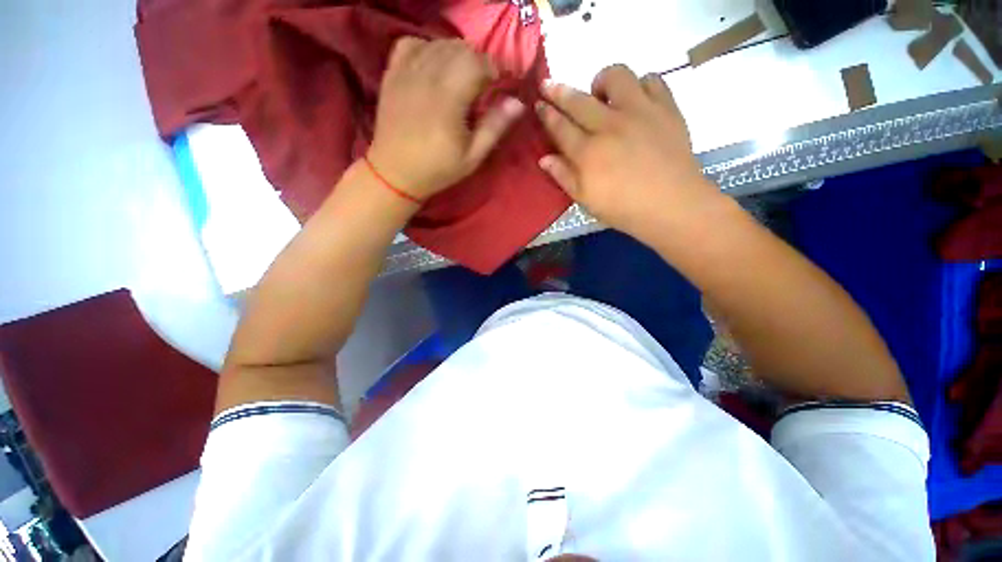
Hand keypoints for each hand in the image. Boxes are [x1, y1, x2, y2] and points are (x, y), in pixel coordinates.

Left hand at [367, 37, 524, 200]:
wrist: (395, 173)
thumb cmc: (438, 169)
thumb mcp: (472, 157)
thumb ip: (495, 127)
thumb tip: (518, 103)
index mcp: (449, 99)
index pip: (477, 63)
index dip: (494, 70)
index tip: (499, 86)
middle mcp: (427, 77)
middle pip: (460, 48)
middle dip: (478, 62)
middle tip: (482, 86)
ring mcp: (407, 72)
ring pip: (438, 43)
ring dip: (456, 55)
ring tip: (460, 78)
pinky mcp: (393, 73)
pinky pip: (412, 43)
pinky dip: (428, 48)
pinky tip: (434, 67)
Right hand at [536, 65, 723, 238]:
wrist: (672, 206)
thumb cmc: (623, 209)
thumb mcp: (586, 200)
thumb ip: (564, 177)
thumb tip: (544, 158)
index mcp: (588, 153)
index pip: (560, 127)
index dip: (547, 114)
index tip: (538, 103)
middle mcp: (610, 126)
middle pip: (578, 100)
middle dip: (558, 91)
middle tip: (549, 85)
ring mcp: (640, 112)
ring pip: (616, 76)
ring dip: (602, 82)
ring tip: (601, 95)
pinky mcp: (666, 108)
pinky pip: (651, 80)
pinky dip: (640, 85)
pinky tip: (636, 100)